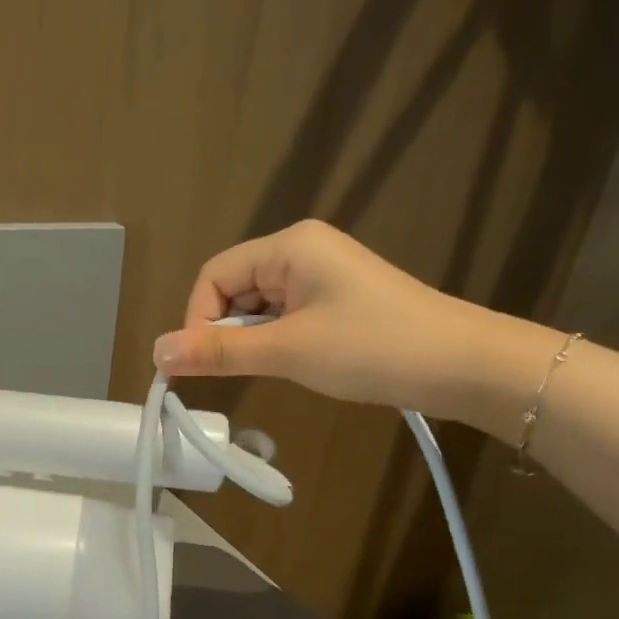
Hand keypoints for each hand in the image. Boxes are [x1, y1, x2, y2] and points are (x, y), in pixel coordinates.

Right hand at [151, 221, 515, 414]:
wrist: (461, 364)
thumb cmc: (371, 348)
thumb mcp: (288, 351)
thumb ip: (219, 352)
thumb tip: (156, 352)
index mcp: (289, 246)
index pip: (214, 275)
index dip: (197, 319)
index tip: (198, 365)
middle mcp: (302, 250)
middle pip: (234, 288)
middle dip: (225, 330)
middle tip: (237, 372)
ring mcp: (323, 274)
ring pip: (259, 306)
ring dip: (253, 339)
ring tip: (275, 369)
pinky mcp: (338, 299)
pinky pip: (286, 315)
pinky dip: (277, 341)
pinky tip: (295, 363)